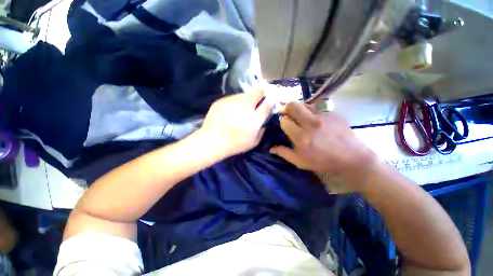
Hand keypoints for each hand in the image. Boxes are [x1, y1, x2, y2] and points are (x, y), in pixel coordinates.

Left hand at [199, 88, 271, 157]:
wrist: (212, 141)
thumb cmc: (235, 144)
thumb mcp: (254, 142)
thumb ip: (262, 130)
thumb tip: (263, 122)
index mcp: (255, 117)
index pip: (268, 103)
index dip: (269, 102)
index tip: (268, 103)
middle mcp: (245, 105)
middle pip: (258, 90)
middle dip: (260, 94)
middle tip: (256, 102)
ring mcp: (232, 100)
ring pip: (244, 94)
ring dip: (246, 100)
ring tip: (240, 110)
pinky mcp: (222, 100)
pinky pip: (232, 98)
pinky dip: (234, 103)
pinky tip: (229, 113)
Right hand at [270, 103, 378, 191]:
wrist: (352, 158)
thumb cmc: (323, 162)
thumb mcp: (300, 161)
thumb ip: (284, 153)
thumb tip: (270, 148)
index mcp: (302, 137)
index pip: (284, 120)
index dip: (281, 121)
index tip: (283, 124)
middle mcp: (311, 124)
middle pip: (293, 105)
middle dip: (285, 107)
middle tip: (285, 113)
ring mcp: (323, 116)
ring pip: (304, 104)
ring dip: (297, 108)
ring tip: (297, 114)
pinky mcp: (332, 113)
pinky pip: (316, 107)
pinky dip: (309, 111)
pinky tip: (312, 118)